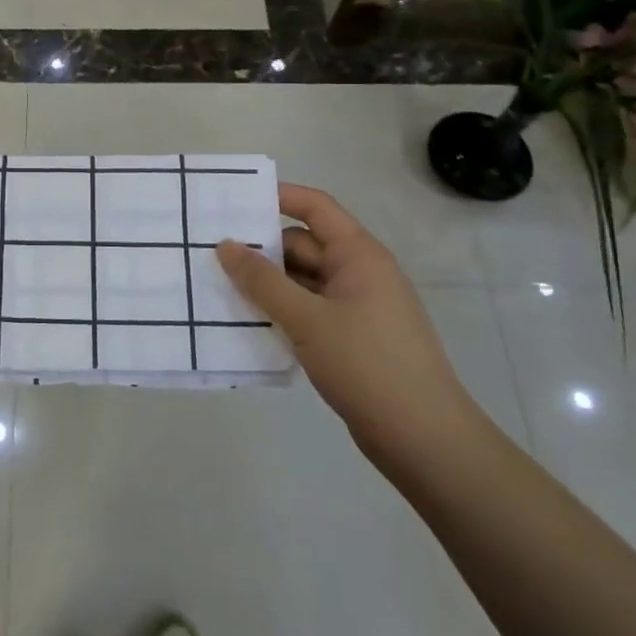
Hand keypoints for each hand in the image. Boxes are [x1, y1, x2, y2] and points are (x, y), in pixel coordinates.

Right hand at [216, 184, 484, 470]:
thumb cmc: (366, 364)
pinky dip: (282, 311)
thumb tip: (225, 245)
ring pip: (303, 281)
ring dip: (268, 284)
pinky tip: (250, 323)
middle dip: (261, 248)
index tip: (234, 201)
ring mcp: (358, 307)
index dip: (278, 197)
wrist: (423, 439)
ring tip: (220, 287)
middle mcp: (359, 273)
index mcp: (358, 255)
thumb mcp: (307, 319)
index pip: (315, 207)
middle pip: (304, 245)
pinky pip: (309, 310)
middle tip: (211, 252)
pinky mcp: (352, 338)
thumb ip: (262, 281)